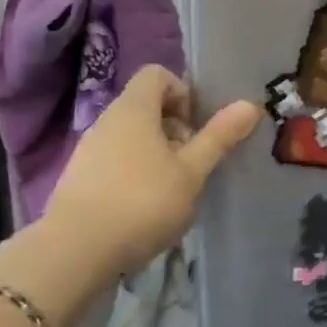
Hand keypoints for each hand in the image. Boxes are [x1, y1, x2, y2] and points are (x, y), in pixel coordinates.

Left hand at [43, 66, 259, 275]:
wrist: (76, 252)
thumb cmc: (143, 202)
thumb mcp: (192, 171)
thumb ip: (219, 137)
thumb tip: (250, 104)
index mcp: (134, 109)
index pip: (157, 75)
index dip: (183, 93)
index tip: (196, 127)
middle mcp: (106, 120)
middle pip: (146, 107)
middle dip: (175, 129)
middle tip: (192, 163)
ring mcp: (88, 150)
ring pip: (131, 136)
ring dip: (157, 154)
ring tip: (172, 190)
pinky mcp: (79, 179)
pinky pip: (115, 161)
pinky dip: (136, 174)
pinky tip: (145, 208)